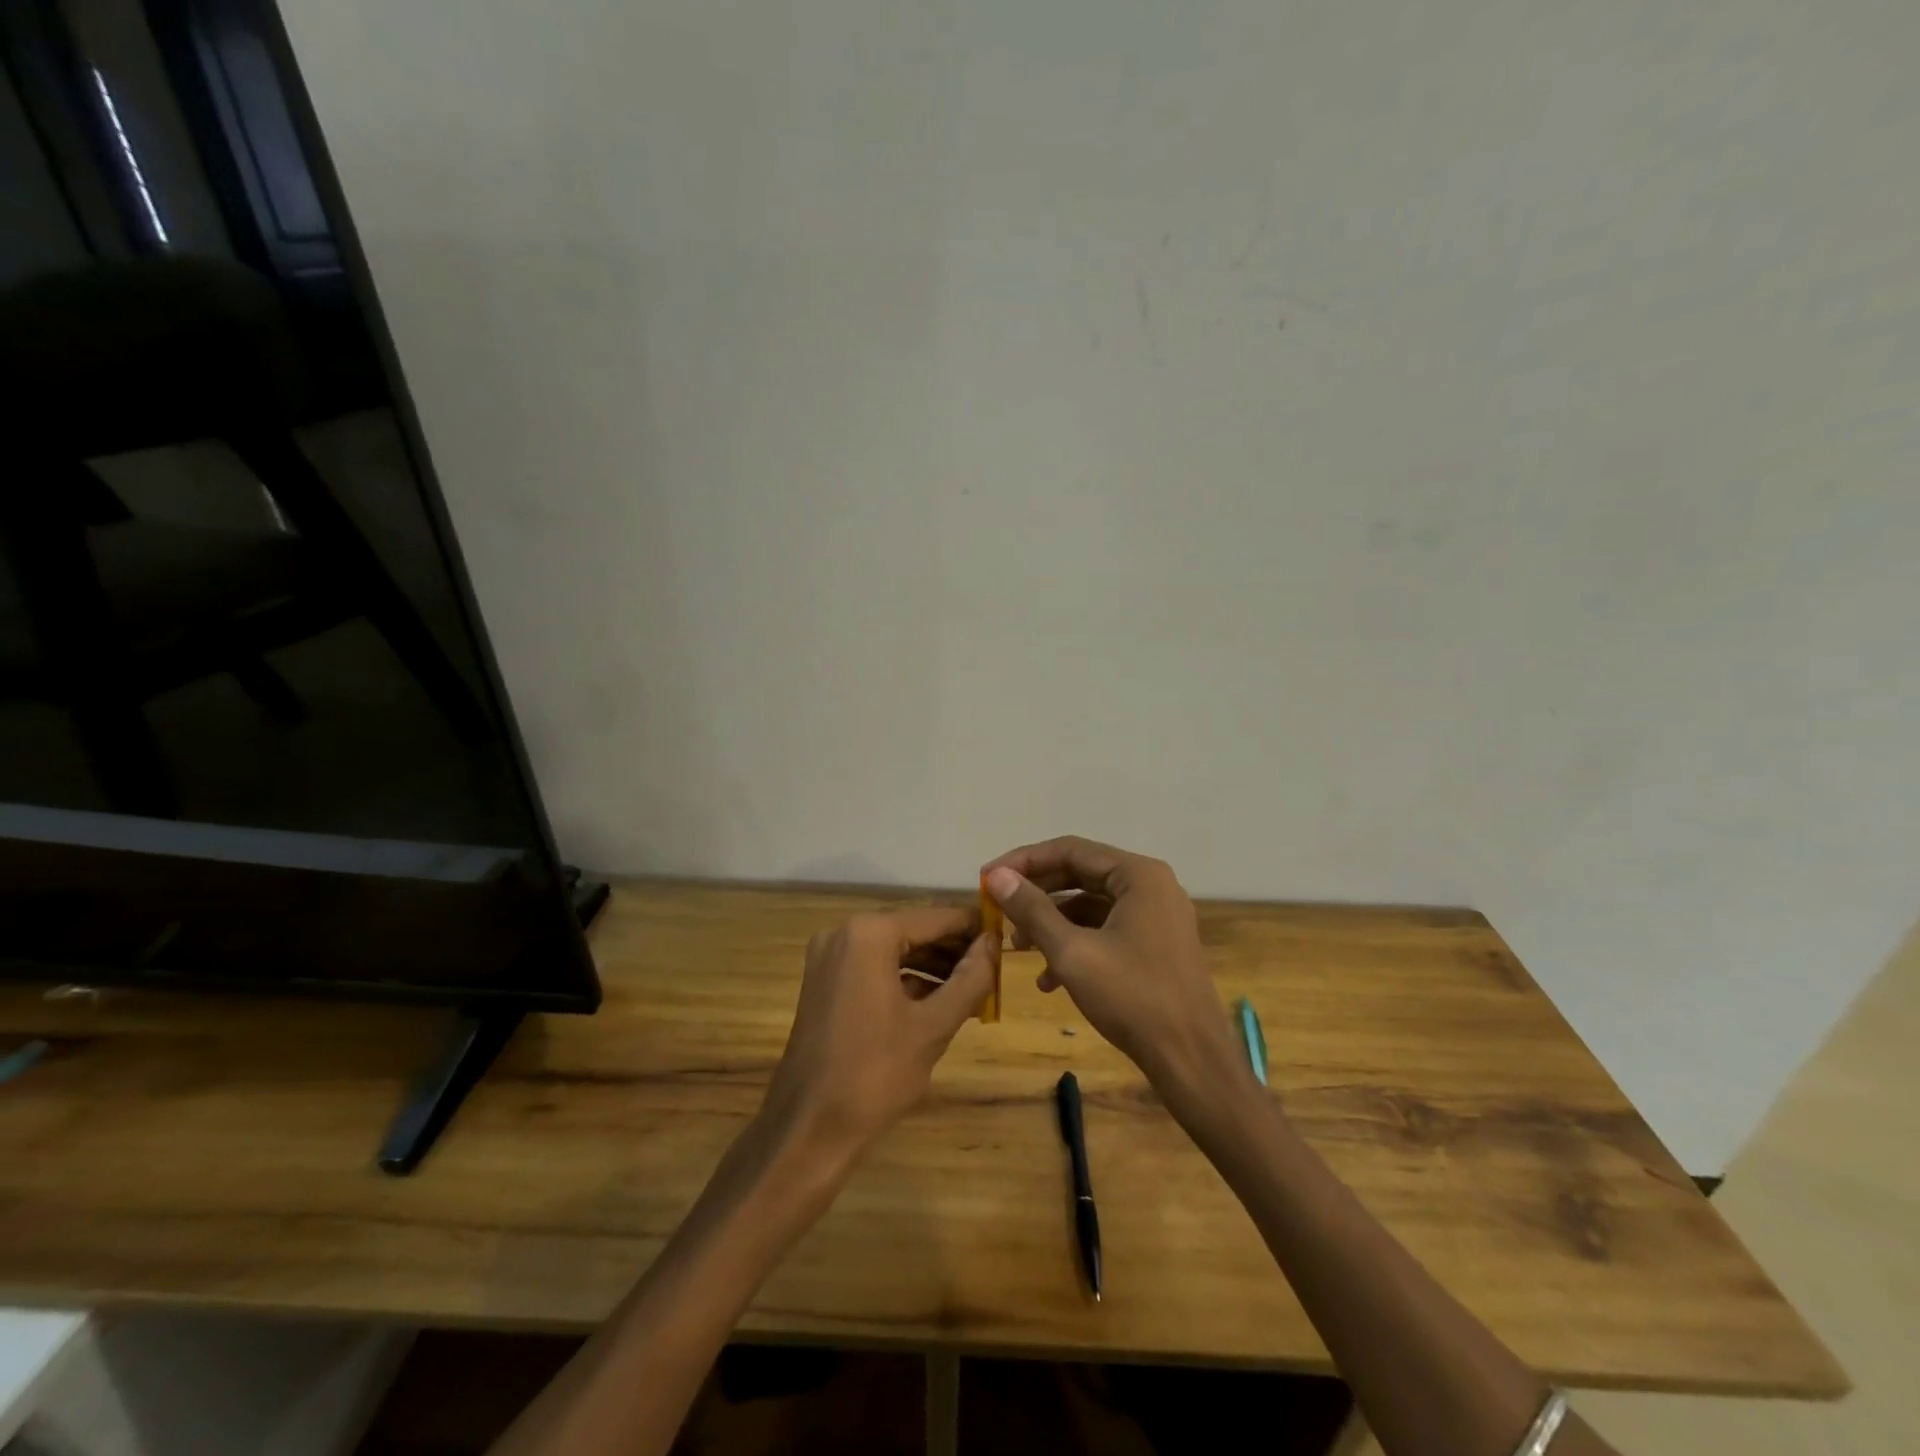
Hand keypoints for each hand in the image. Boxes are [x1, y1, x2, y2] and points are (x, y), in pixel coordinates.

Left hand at [762, 908, 995, 1161]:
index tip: (1006, 938)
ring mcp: (829, 957)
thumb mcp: (934, 1026)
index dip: (974, 927)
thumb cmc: (875, 1074)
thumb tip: (993, 943)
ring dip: (933, 966)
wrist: (807, 1128)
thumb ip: (970, 978)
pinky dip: (906, 980)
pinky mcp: (824, 982)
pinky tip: (938, 1002)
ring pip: (895, 950)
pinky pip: (874, 968)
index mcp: (870, 934)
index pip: (936, 917)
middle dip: (954, 949)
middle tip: (994, 968)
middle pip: (914, 930)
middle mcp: (845, 933)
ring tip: (975, 988)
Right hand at [983, 837, 1250, 1115]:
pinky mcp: (1156, 945)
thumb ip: (1033, 909)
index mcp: (1138, 875)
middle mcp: (1151, 886)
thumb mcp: (1072, 952)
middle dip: (1037, 894)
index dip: (1024, 861)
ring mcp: (1156, 916)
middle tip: (998, 908)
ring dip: (1052, 922)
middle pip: (1081, 874)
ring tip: (1018, 948)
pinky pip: (1107, 930)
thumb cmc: (1132, 998)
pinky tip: (1049, 980)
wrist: (1192, 1061)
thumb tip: (997, 876)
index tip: (988, 878)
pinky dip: (1076, 944)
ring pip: (1091, 905)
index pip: (1070, 850)